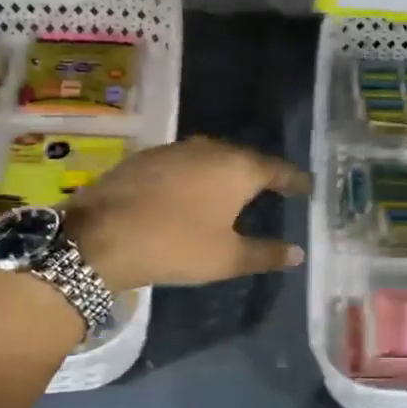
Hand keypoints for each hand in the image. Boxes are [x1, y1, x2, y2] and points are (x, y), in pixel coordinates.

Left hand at [61, 137, 309, 291]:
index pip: (277, 169)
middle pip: (244, 158)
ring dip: (225, 173)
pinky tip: (191, 193)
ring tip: (234, 191)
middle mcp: (209, 149)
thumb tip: (298, 253)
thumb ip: (266, 253)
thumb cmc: (175, 245)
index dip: (294, 180)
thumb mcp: (227, 258)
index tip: (307, 188)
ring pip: (211, 157)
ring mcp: (174, 150)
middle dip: (260, 174)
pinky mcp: (145, 158)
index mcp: (237, 168)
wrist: (99, 237)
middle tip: (273, 190)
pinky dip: (196, 176)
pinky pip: (184, 163)